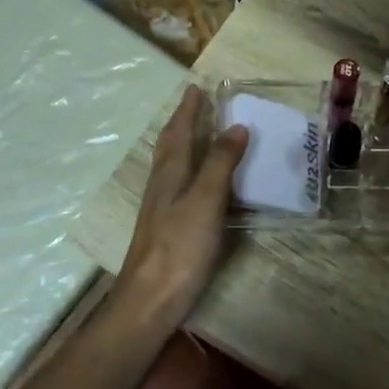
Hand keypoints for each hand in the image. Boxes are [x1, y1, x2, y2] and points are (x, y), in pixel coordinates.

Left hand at [114, 87, 246, 335]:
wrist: (151, 299)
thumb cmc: (179, 247)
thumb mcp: (206, 201)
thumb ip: (221, 164)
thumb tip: (237, 126)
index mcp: (170, 174)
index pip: (179, 132)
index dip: (188, 111)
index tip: (196, 88)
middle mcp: (162, 186)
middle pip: (170, 146)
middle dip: (182, 123)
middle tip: (195, 105)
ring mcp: (161, 209)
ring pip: (172, 166)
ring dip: (184, 145)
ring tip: (197, 135)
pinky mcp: (167, 228)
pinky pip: (179, 186)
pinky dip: (190, 171)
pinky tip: (198, 184)